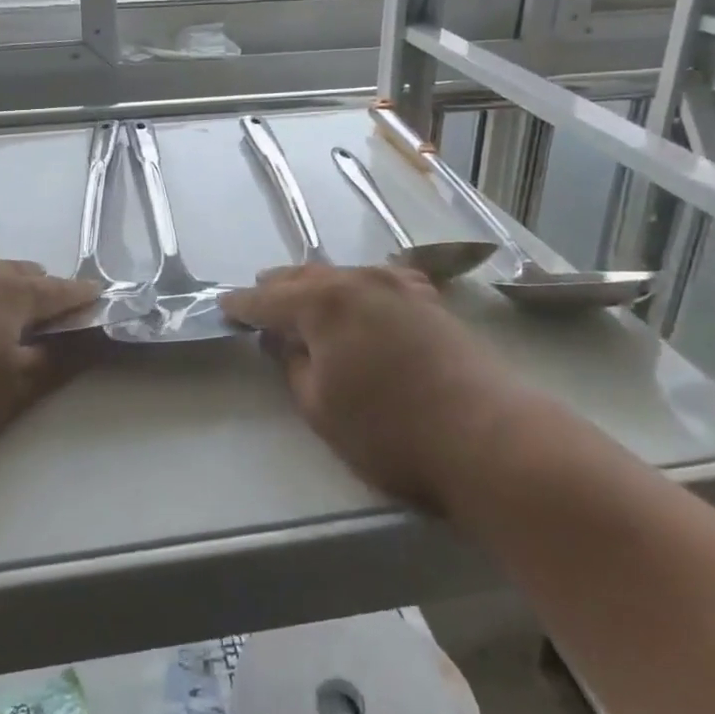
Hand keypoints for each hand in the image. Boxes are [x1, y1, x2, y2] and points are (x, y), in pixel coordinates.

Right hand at [222, 265, 520, 508]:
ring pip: (343, 275)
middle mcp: (359, 281)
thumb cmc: (391, 431)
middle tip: (258, 296)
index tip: (224, 306)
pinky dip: (357, 287)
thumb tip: (282, 340)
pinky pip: (379, 281)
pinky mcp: (430, 301)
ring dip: (317, 284)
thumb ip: (293, 367)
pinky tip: (362, 296)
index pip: (269, 300)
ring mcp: (399, 286)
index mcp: (323, 304)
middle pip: (306, 277)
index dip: (244, 305)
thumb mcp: (321, 408)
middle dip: (278, 287)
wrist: (490, 438)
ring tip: (302, 294)